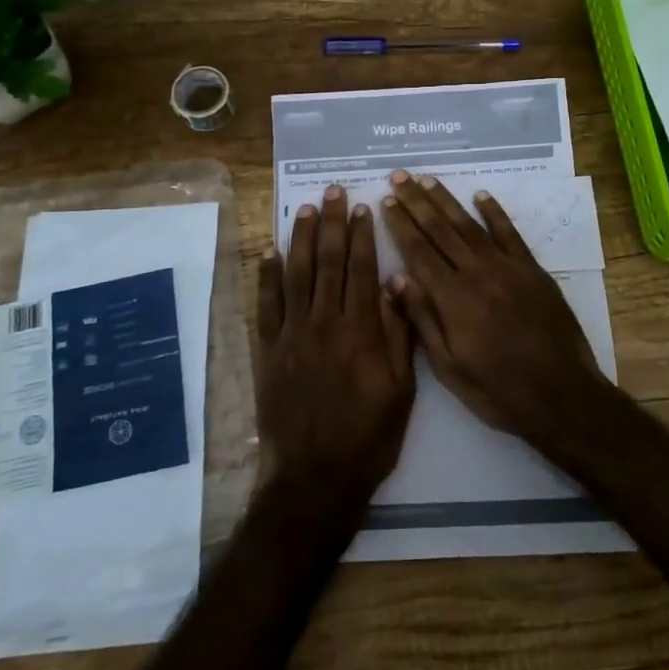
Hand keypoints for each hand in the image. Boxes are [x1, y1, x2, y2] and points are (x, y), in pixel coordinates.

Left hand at [256, 184, 414, 510]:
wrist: (316, 477)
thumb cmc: (369, 436)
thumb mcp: (402, 390)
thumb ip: (400, 335)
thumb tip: (399, 285)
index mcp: (361, 330)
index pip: (362, 269)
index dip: (363, 236)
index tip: (363, 208)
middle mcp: (325, 322)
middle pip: (328, 262)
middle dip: (332, 223)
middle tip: (334, 192)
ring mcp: (292, 335)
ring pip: (296, 274)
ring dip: (301, 238)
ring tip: (306, 208)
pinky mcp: (268, 351)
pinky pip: (266, 305)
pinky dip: (266, 276)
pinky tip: (269, 252)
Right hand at [380, 170, 609, 446]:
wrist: (561, 395)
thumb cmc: (498, 390)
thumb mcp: (449, 367)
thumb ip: (423, 320)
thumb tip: (396, 278)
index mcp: (452, 299)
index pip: (419, 251)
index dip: (400, 224)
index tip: (386, 201)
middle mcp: (477, 274)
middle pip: (441, 230)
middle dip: (417, 202)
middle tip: (399, 176)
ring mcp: (508, 268)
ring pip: (471, 225)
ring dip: (447, 200)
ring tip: (427, 180)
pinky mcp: (533, 271)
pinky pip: (510, 234)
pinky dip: (494, 213)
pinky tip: (481, 196)